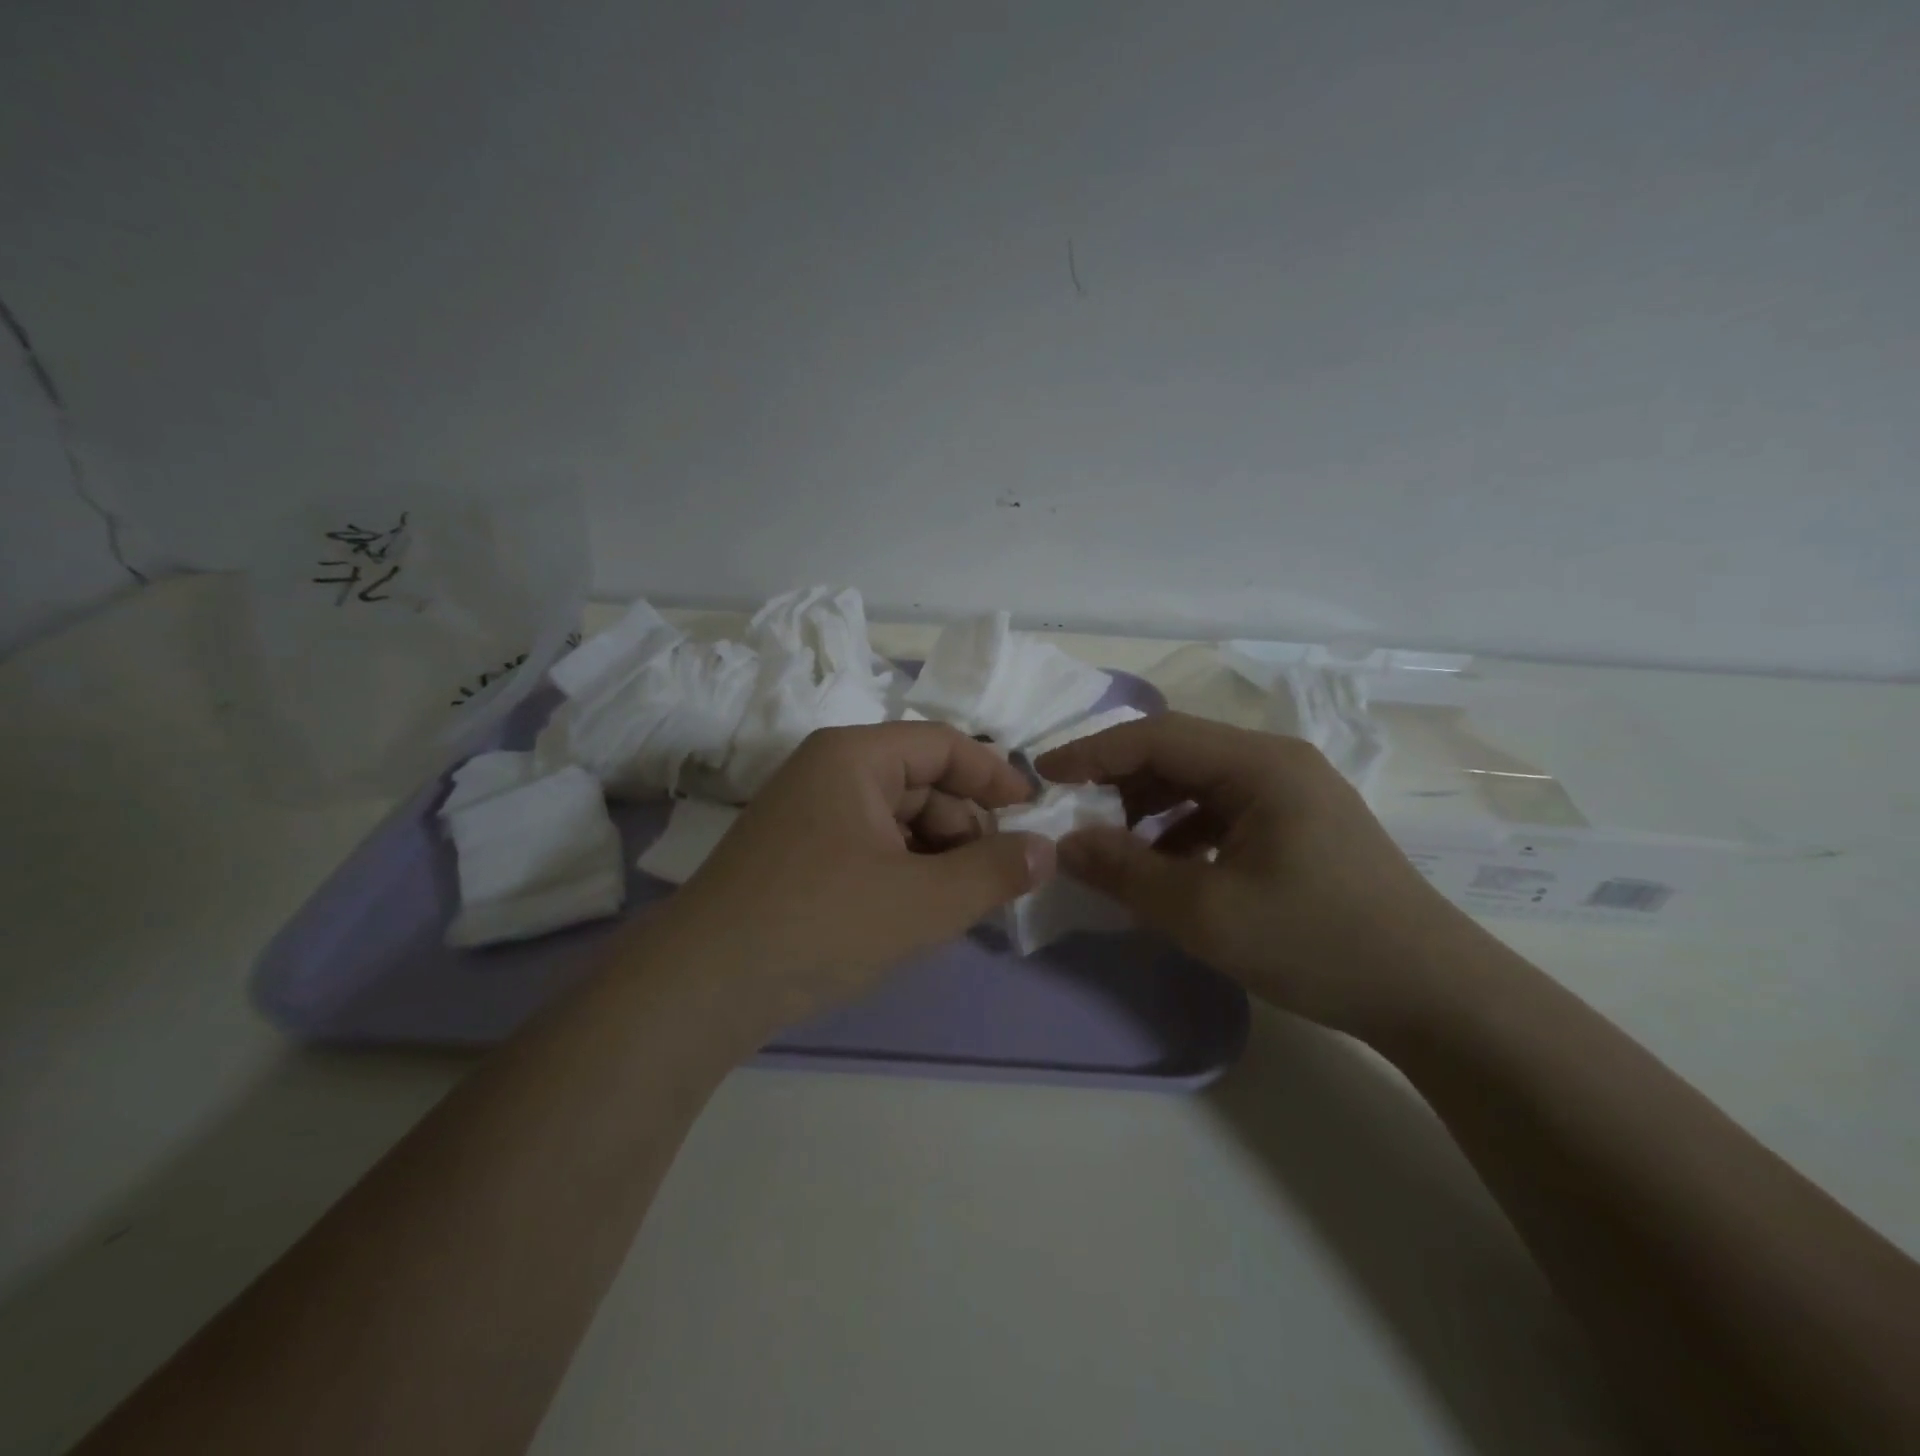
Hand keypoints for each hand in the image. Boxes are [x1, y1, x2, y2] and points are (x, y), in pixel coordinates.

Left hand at [651, 722, 1054, 1032]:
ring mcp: (805, 813)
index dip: (994, 774)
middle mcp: (826, 771)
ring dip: (935, 852)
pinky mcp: (793, 853)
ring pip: (894, 817)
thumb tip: (1047, 849)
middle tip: (996, 876)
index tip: (1032, 813)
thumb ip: (994, 871)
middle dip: (965, 825)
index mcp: (854, 757)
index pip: (943, 744)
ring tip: (958, 902)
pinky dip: (900, 869)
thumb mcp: (923, 901)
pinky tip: (913, 911)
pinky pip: (865, 844)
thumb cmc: (821, 923)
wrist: (701, 986)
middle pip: (919, 780)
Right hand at [1035, 712, 1480, 1039]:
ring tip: (1117, 848)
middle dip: (1119, 781)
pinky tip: (1170, 868)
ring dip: (1150, 807)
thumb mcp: (1206, 913)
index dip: (1092, 752)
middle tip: (1075, 817)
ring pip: (1199, 781)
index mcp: (1259, 764)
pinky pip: (1223, 809)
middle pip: (1177, 752)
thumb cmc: (1318, 943)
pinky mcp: (1300, 824)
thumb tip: (1064, 844)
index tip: (1042, 777)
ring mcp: (1293, 792)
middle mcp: (1277, 762)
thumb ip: (1126, 872)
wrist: (1435, 996)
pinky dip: (1184, 830)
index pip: (1156, 736)